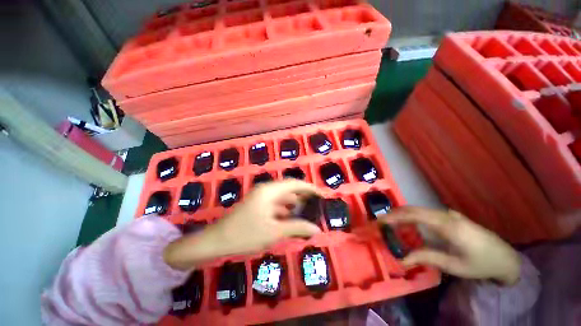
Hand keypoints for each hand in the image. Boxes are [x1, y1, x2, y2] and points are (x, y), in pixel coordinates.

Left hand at [164, 180, 321, 270]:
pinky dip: (285, 210)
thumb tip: (317, 229)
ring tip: (307, 213)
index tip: (321, 195)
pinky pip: (276, 204)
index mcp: (270, 190)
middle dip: (303, 196)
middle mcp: (266, 190)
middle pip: (289, 189)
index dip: (309, 188)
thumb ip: (297, 228)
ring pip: (283, 197)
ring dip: (294, 204)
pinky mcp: (257, 205)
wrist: (216, 241)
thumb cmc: (245, 234)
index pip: (294, 183)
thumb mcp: (274, 231)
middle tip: (316, 205)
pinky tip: (291, 219)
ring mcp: (261, 197)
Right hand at [379, 207, 520, 285]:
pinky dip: (411, 216)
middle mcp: (446, 215)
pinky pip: (425, 213)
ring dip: (402, 215)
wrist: (506, 258)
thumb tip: (401, 258)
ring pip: (418, 210)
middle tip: (380, 223)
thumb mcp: (454, 265)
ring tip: (390, 224)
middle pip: (413, 209)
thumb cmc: (481, 264)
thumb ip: (426, 258)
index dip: (394, 216)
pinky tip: (408, 225)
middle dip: (394, 214)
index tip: (379, 221)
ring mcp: (449, 214)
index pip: (413, 215)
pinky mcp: (450, 217)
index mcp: (447, 226)